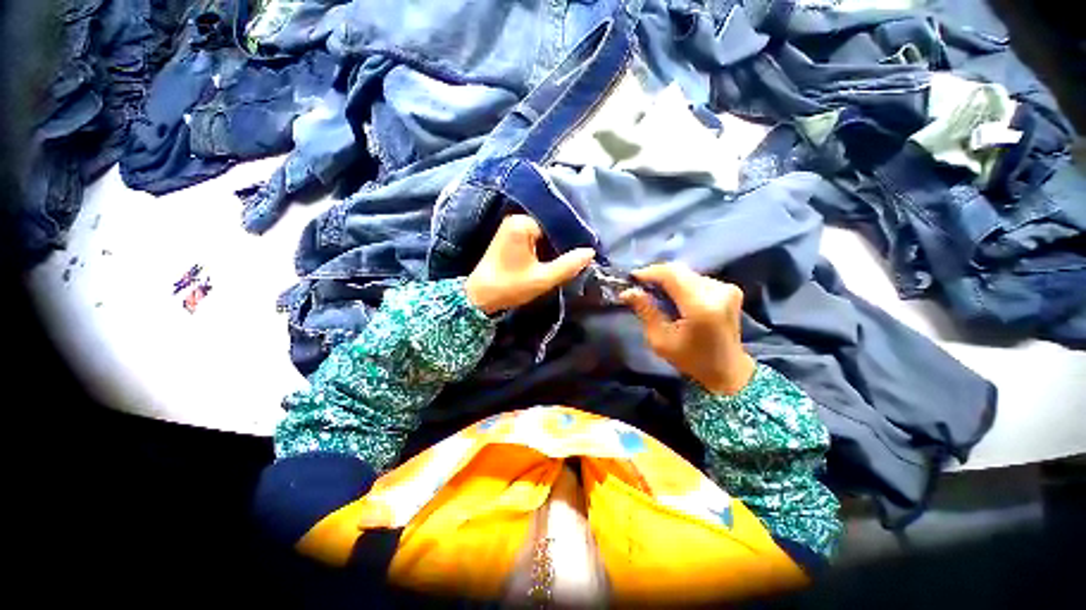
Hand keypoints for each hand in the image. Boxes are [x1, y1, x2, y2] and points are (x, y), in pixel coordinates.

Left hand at [465, 215, 595, 314]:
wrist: (479, 297)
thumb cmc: (510, 286)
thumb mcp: (543, 278)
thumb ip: (568, 265)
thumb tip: (590, 252)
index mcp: (523, 224)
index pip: (557, 226)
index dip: (570, 241)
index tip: (582, 254)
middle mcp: (516, 219)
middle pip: (549, 230)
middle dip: (561, 245)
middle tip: (576, 260)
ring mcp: (511, 228)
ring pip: (542, 236)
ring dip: (552, 249)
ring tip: (565, 262)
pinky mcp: (509, 238)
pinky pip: (533, 240)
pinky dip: (542, 250)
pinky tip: (550, 261)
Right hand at [620, 262, 755, 394]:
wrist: (728, 370)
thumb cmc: (690, 359)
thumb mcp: (660, 340)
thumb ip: (645, 311)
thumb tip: (627, 291)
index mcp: (700, 306)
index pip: (671, 275)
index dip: (649, 272)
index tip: (631, 279)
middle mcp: (717, 291)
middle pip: (679, 271)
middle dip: (656, 275)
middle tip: (639, 286)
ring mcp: (726, 288)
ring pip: (687, 273)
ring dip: (668, 279)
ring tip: (654, 292)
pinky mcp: (729, 289)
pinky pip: (696, 278)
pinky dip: (680, 283)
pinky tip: (672, 296)